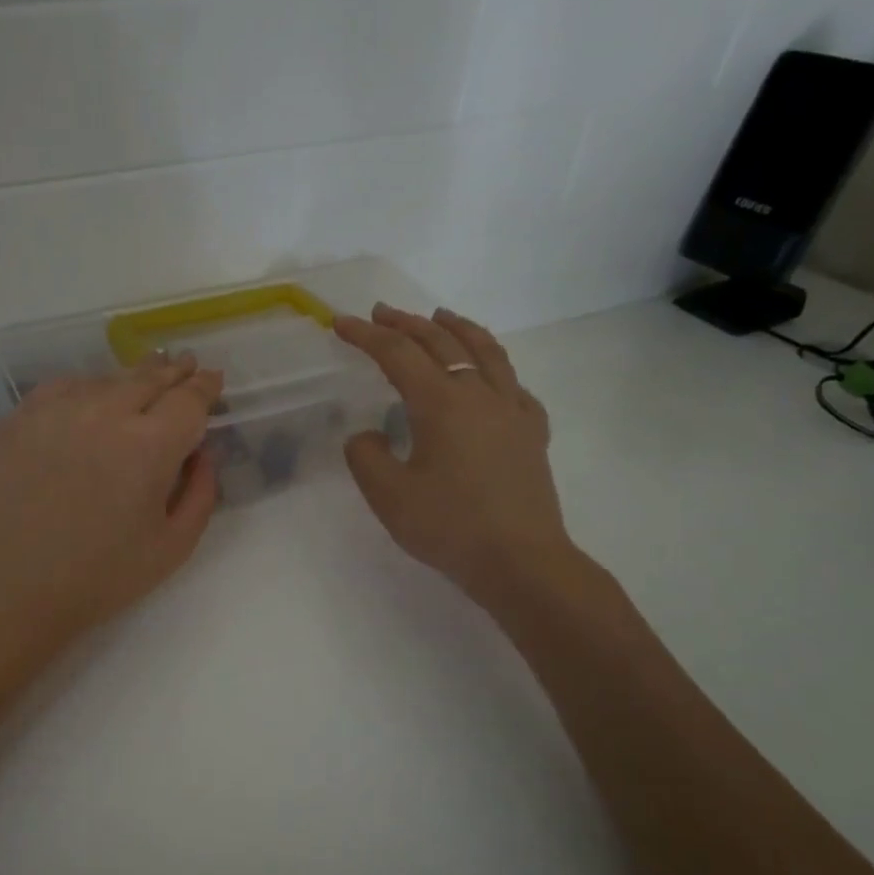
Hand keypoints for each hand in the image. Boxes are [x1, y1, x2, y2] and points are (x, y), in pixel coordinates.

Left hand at [0, 355, 224, 649]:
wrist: (11, 587)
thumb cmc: (101, 576)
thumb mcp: (174, 546)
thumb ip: (201, 493)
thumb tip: (201, 453)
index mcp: (150, 445)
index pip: (188, 399)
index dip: (205, 387)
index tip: (213, 380)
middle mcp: (105, 412)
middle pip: (149, 377)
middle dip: (173, 370)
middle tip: (185, 364)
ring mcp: (57, 410)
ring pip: (106, 379)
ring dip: (131, 378)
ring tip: (144, 377)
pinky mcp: (21, 418)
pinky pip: (63, 387)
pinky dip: (86, 387)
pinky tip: (91, 396)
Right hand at [336, 303, 580, 604]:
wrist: (521, 562)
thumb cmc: (450, 527)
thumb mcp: (389, 496)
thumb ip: (366, 457)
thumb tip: (367, 435)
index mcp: (442, 404)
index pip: (398, 355)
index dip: (366, 336)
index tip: (341, 323)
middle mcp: (479, 395)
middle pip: (441, 343)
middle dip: (407, 323)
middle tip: (381, 313)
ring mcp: (512, 411)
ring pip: (486, 352)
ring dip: (457, 328)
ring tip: (440, 316)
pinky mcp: (532, 432)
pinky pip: (513, 383)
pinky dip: (493, 365)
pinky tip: (488, 376)